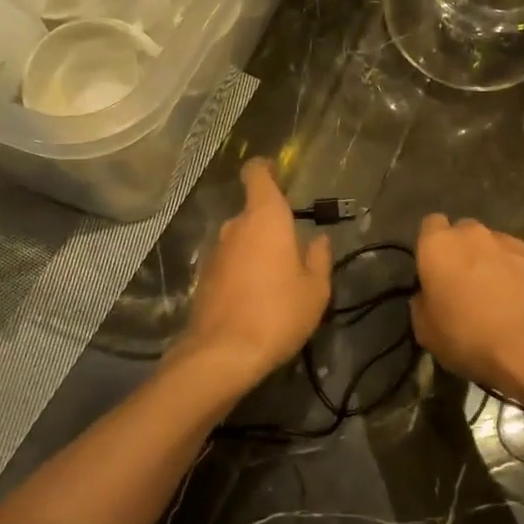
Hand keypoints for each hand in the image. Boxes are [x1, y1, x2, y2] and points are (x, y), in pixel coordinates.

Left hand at [178, 159, 331, 388]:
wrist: (223, 354)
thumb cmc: (278, 312)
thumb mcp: (315, 289)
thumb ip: (319, 259)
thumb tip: (318, 241)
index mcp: (265, 218)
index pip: (257, 174)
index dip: (265, 169)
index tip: (277, 173)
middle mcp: (235, 227)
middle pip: (253, 212)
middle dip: (272, 225)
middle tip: (294, 251)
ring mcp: (215, 252)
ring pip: (240, 239)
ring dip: (257, 251)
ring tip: (277, 281)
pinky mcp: (203, 278)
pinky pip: (229, 263)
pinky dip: (242, 271)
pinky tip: (256, 299)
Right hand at [410, 214, 523, 404]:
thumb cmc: (470, 338)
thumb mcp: (426, 332)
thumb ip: (421, 303)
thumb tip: (428, 295)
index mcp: (438, 246)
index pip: (430, 225)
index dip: (432, 246)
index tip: (435, 270)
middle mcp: (473, 234)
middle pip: (463, 232)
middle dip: (463, 251)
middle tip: (465, 284)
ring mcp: (510, 242)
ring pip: (494, 244)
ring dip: (492, 261)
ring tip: (499, 294)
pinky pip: (522, 259)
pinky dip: (520, 272)